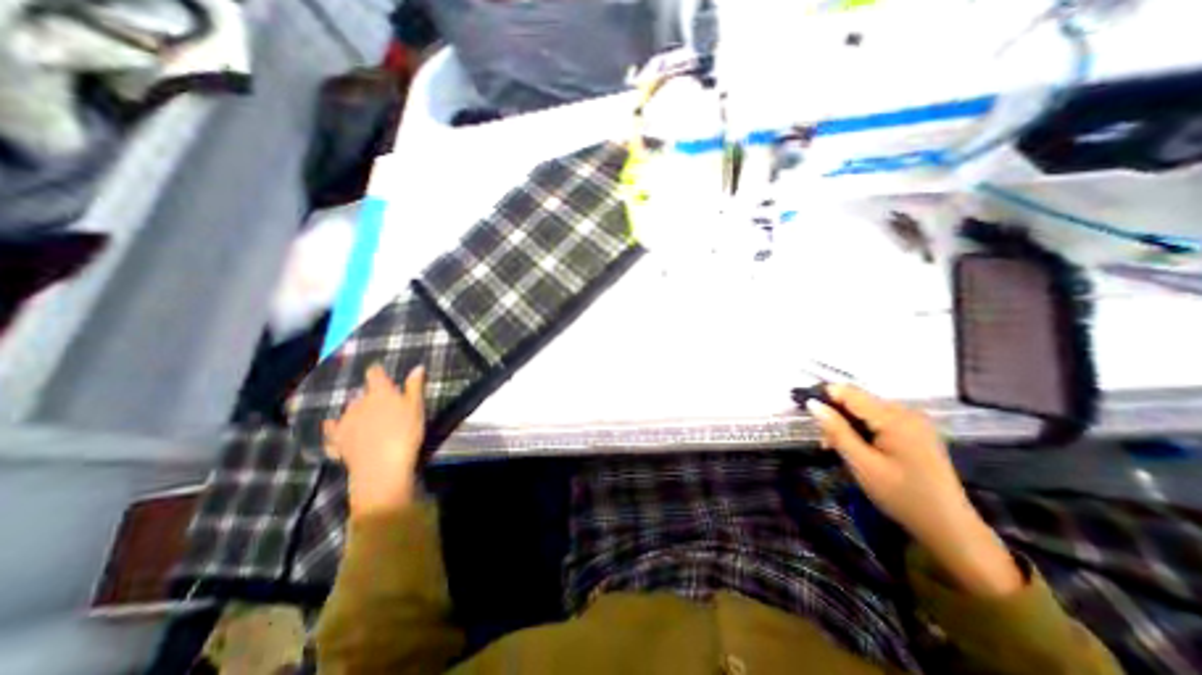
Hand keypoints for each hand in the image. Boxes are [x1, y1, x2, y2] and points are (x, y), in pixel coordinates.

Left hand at [324, 363, 425, 515]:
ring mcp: (344, 423)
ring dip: (355, 412)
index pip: (374, 373)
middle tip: (381, 404)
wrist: (381, 467)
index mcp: (379, 393)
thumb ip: (415, 386)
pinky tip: (336, 433)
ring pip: (347, 412)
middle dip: (369, 396)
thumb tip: (417, 366)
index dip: (377, 371)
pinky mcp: (337, 442)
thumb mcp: (417, 407)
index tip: (381, 373)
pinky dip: (334, 431)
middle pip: (361, 394)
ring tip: (365, 419)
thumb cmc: (405, 432)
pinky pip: (332, 434)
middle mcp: (358, 403)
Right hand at [806, 386, 1022, 595]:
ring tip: (838, 449)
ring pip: (866, 411)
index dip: (824, 397)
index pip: (850, 393)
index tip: (806, 413)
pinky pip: (879, 420)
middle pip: (858, 401)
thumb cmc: (902, 496)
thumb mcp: (862, 464)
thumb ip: (836, 430)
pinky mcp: (915, 431)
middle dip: (836, 416)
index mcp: (896, 418)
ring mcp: (914, 421)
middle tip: (826, 444)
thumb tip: (812, 404)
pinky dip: (862, 430)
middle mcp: (907, 412)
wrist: (950, 529)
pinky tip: (858, 448)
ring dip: (847, 425)